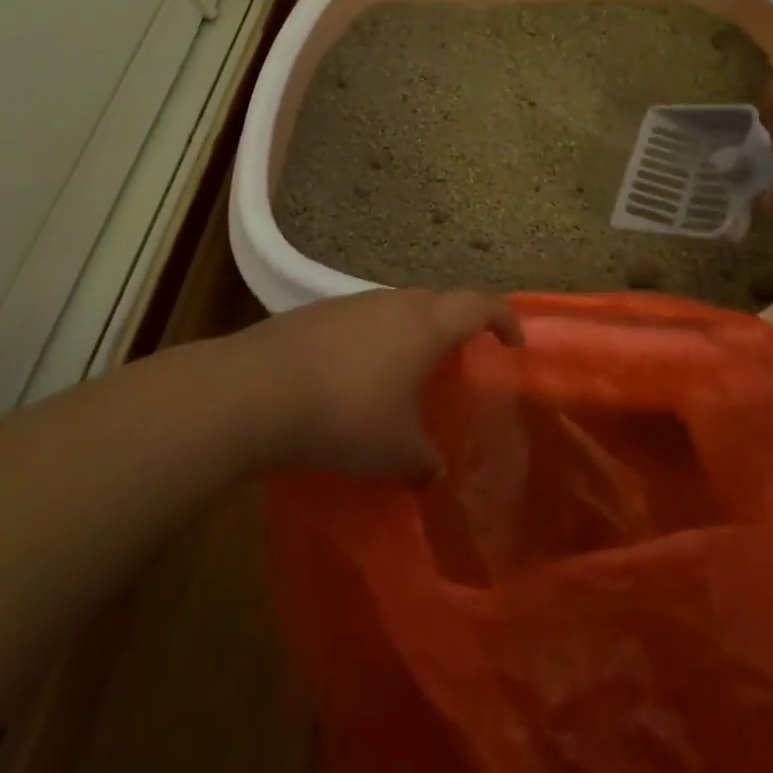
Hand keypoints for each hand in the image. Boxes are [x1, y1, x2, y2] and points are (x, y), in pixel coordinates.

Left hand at [239, 288, 520, 479]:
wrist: (259, 388)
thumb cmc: (346, 414)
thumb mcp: (395, 451)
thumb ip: (423, 461)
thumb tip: (432, 472)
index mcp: (426, 324)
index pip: (480, 304)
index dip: (504, 319)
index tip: (514, 342)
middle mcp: (394, 302)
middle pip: (438, 301)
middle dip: (455, 325)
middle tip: (459, 359)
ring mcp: (352, 302)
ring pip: (397, 309)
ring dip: (410, 333)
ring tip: (405, 372)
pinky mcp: (317, 313)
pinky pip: (362, 320)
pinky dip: (372, 341)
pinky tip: (355, 376)